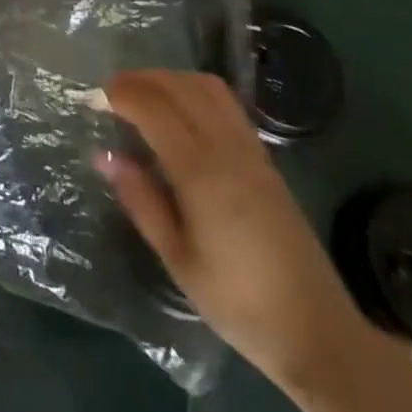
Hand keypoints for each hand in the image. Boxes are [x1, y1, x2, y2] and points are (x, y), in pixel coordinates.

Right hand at [97, 69, 371, 398]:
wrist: (316, 331)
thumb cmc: (237, 302)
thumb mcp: (177, 259)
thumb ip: (141, 200)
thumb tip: (104, 156)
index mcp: (201, 173)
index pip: (154, 109)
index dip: (122, 95)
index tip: (94, 98)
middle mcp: (227, 149)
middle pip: (180, 88)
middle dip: (141, 80)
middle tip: (111, 93)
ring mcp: (251, 150)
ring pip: (206, 87)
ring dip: (170, 80)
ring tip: (142, 95)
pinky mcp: (265, 159)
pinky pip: (226, 104)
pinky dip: (195, 90)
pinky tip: (180, 111)